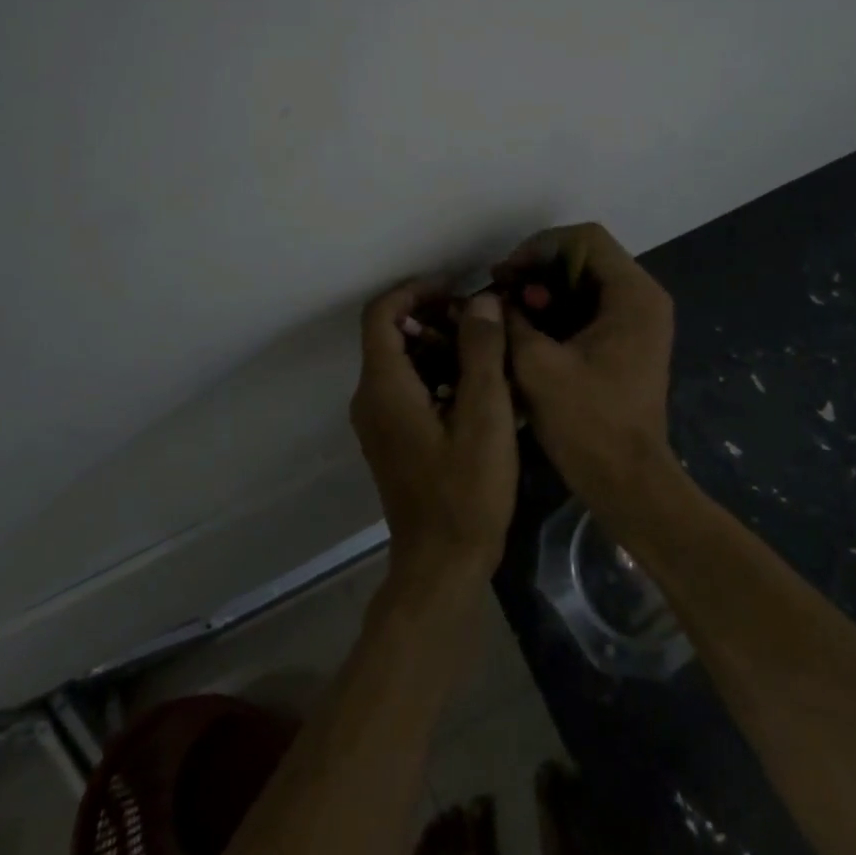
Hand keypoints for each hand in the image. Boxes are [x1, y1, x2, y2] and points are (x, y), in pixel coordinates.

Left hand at [350, 280, 518, 588]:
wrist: (441, 565)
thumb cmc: (466, 492)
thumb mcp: (485, 417)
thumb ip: (482, 353)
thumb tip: (482, 301)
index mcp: (384, 386)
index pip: (382, 313)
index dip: (416, 291)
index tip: (456, 289)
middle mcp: (370, 397)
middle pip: (390, 334)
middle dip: (434, 317)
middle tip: (481, 320)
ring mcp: (377, 421)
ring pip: (401, 361)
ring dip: (438, 345)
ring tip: (486, 351)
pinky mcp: (391, 438)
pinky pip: (406, 388)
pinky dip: (436, 373)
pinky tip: (476, 388)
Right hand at [496, 222, 676, 510]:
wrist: (627, 482)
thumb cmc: (587, 423)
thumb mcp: (537, 366)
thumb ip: (510, 320)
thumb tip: (491, 298)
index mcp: (633, 295)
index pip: (584, 239)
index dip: (538, 247)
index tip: (506, 275)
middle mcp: (644, 299)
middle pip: (585, 257)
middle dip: (538, 270)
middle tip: (502, 291)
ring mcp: (639, 321)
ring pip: (585, 283)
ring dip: (545, 291)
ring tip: (510, 312)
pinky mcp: (629, 342)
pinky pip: (590, 308)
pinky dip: (558, 311)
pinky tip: (528, 330)